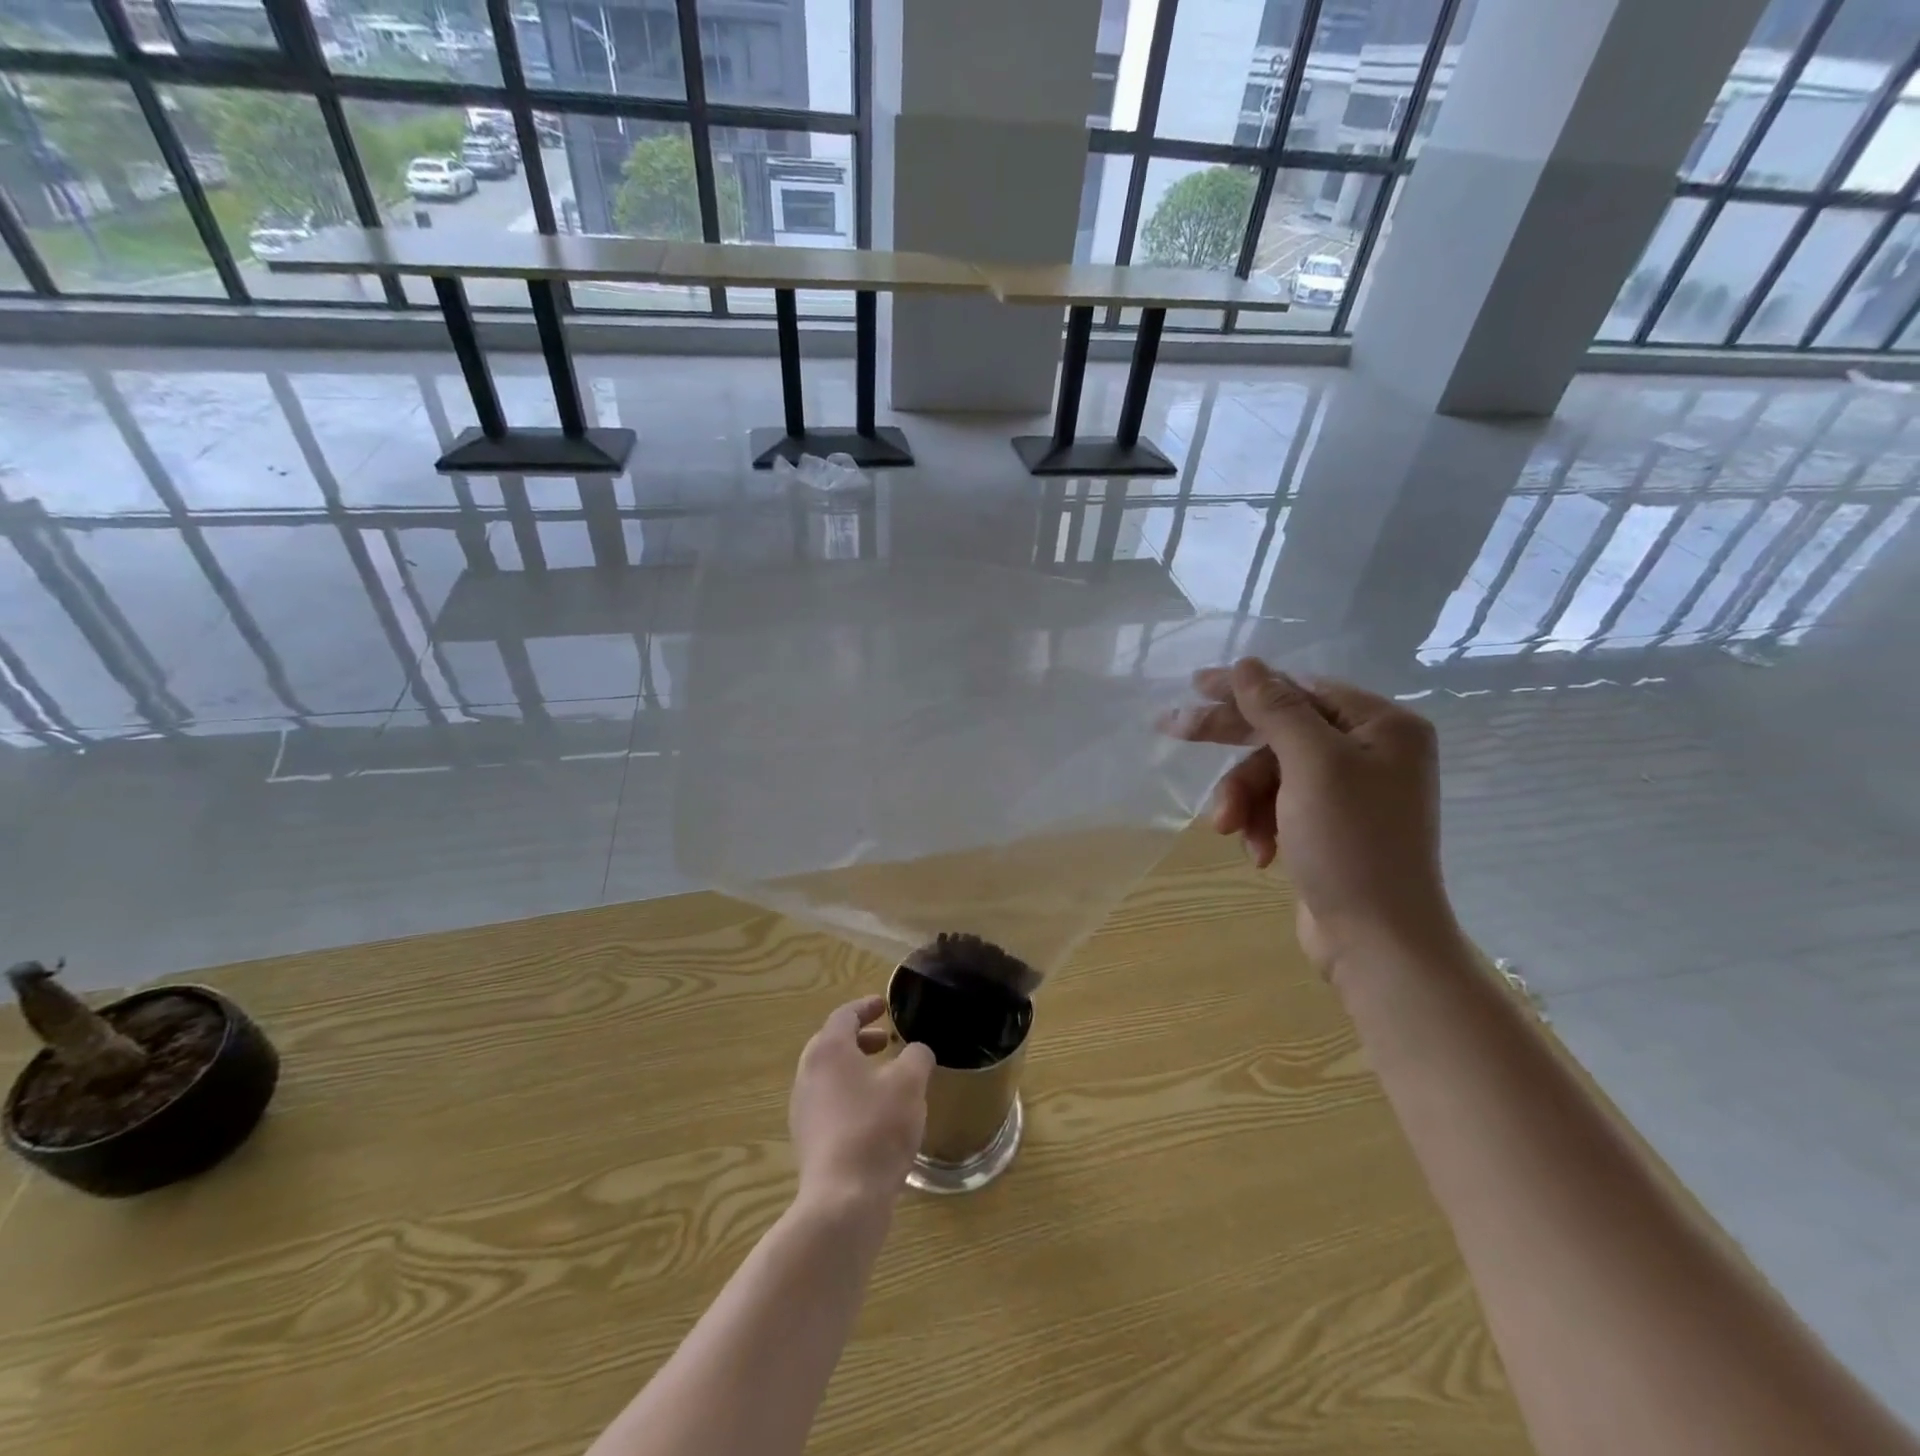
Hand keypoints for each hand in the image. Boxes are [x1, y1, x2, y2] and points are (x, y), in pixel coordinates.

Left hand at [789, 997, 934, 1212]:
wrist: (843, 1200)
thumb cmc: (876, 1128)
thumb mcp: (909, 1084)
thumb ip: (916, 1057)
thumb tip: (916, 1052)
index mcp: (828, 1050)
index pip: (844, 1015)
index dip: (866, 1007)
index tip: (884, 1005)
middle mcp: (808, 1074)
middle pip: (831, 1044)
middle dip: (860, 1039)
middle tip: (886, 1041)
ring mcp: (803, 1109)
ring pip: (829, 1076)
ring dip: (855, 1069)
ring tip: (885, 1078)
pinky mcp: (808, 1141)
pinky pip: (828, 1104)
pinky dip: (850, 1095)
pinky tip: (876, 1115)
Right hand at [1165, 658, 1458, 973]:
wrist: (1377, 940)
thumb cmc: (1351, 842)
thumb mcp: (1311, 765)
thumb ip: (1276, 709)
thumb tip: (1247, 664)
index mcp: (1382, 726)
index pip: (1300, 689)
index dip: (1245, 688)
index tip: (1194, 686)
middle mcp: (1372, 752)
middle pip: (1282, 731)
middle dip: (1233, 748)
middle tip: (1172, 729)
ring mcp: (1351, 792)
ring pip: (1273, 774)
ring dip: (1245, 800)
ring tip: (1227, 829)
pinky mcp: (1330, 826)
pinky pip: (1280, 806)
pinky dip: (1262, 825)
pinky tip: (1260, 854)